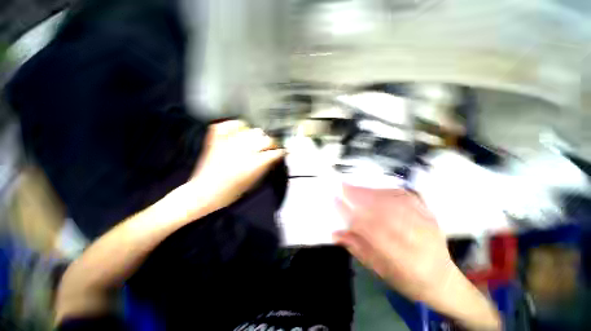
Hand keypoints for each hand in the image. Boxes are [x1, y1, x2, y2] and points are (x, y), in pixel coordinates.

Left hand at [184, 120, 284, 214]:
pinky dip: (237, 125)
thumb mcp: (255, 181)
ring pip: (253, 130)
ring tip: (256, 141)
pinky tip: (241, 130)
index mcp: (255, 162)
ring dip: (257, 136)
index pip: (276, 151)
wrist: (205, 192)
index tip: (281, 152)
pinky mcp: (218, 138)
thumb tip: (274, 156)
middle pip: (266, 138)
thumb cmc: (232, 191)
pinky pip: (231, 124)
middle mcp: (245, 149)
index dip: (281, 151)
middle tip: (269, 148)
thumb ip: (266, 166)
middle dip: (271, 143)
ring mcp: (230, 141)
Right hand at [334, 185, 500, 329]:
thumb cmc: (408, 280)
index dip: (350, 213)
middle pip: (383, 209)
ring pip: (393, 200)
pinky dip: (386, 189)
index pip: (370, 229)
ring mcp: (425, 222)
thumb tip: (336, 233)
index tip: (335, 201)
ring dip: (370, 191)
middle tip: (343, 187)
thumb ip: (357, 249)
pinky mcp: (428, 213)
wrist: (443, 279)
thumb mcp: (380, 270)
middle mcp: (416, 237)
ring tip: (355, 186)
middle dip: (359, 196)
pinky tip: (375, 188)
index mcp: (403, 258)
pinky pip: (405, 196)